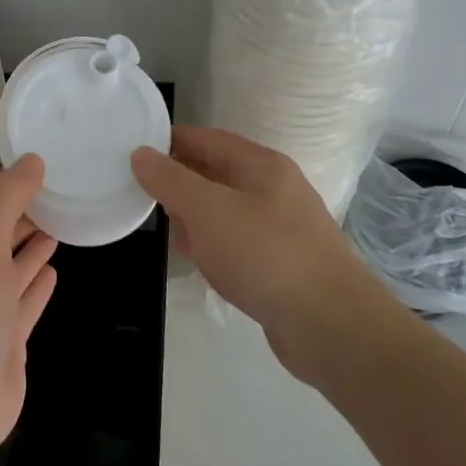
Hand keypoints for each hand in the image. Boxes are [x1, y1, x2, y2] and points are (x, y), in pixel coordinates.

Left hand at [0, 156, 58, 465]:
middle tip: (55, 191)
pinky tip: (54, 268)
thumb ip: (7, 200)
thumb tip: (32, 161)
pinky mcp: (3, 337)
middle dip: (18, 211)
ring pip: (8, 266)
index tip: (32, 165)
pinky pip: (22, 300)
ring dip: (29, 244)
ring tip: (58, 222)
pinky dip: (36, 283)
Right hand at [132, 127, 396, 378]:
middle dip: (179, 183)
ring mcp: (281, 227)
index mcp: (261, 165)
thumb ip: (171, 180)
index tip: (133, 154)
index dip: (170, 142)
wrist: (332, 327)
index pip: (206, 139)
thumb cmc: (266, 255)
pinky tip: (200, 264)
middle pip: (215, 173)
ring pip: (224, 210)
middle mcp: (274, 189)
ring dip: (195, 218)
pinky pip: (236, 243)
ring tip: (167, 232)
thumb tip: (140, 154)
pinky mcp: (281, 263)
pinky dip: (214, 248)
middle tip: (141, 197)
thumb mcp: (209, 211)